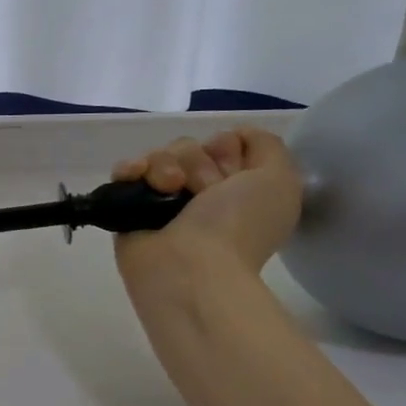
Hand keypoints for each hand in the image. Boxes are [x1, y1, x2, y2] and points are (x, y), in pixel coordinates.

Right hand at [111, 128, 303, 303]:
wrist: (191, 269)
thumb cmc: (239, 226)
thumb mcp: (280, 180)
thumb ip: (266, 146)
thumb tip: (233, 136)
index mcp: (236, 191)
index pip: (223, 144)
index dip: (228, 150)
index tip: (232, 175)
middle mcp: (199, 195)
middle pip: (189, 147)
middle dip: (196, 162)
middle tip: (203, 192)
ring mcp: (162, 202)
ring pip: (159, 155)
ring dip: (165, 166)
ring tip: (168, 189)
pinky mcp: (128, 208)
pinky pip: (125, 171)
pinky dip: (129, 169)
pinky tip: (136, 177)